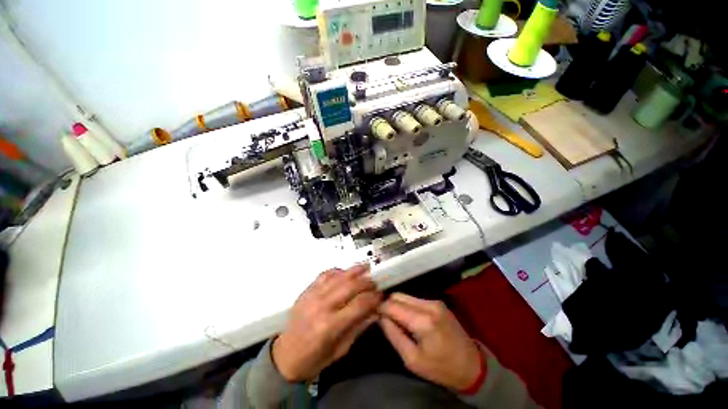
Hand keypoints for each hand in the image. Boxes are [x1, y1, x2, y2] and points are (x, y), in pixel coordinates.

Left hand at [272, 264, 381, 381]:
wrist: (285, 356)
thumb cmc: (314, 359)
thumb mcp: (341, 349)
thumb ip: (359, 327)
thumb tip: (376, 311)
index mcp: (330, 326)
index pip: (359, 304)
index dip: (373, 298)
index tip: (381, 295)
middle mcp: (321, 306)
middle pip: (350, 286)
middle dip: (366, 282)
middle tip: (375, 282)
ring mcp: (312, 295)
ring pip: (338, 276)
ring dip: (354, 270)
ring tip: (365, 268)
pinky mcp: (306, 290)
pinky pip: (325, 274)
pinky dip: (337, 271)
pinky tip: (345, 272)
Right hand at [379, 293, 482, 390]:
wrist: (472, 366)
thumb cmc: (441, 368)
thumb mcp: (412, 360)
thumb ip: (394, 335)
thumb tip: (380, 317)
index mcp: (423, 321)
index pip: (392, 305)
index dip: (380, 308)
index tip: (373, 314)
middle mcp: (429, 305)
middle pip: (398, 296)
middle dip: (387, 304)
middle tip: (383, 318)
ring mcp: (435, 301)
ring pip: (406, 296)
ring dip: (397, 305)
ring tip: (395, 319)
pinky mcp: (438, 302)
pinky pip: (414, 299)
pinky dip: (407, 306)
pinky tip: (407, 318)